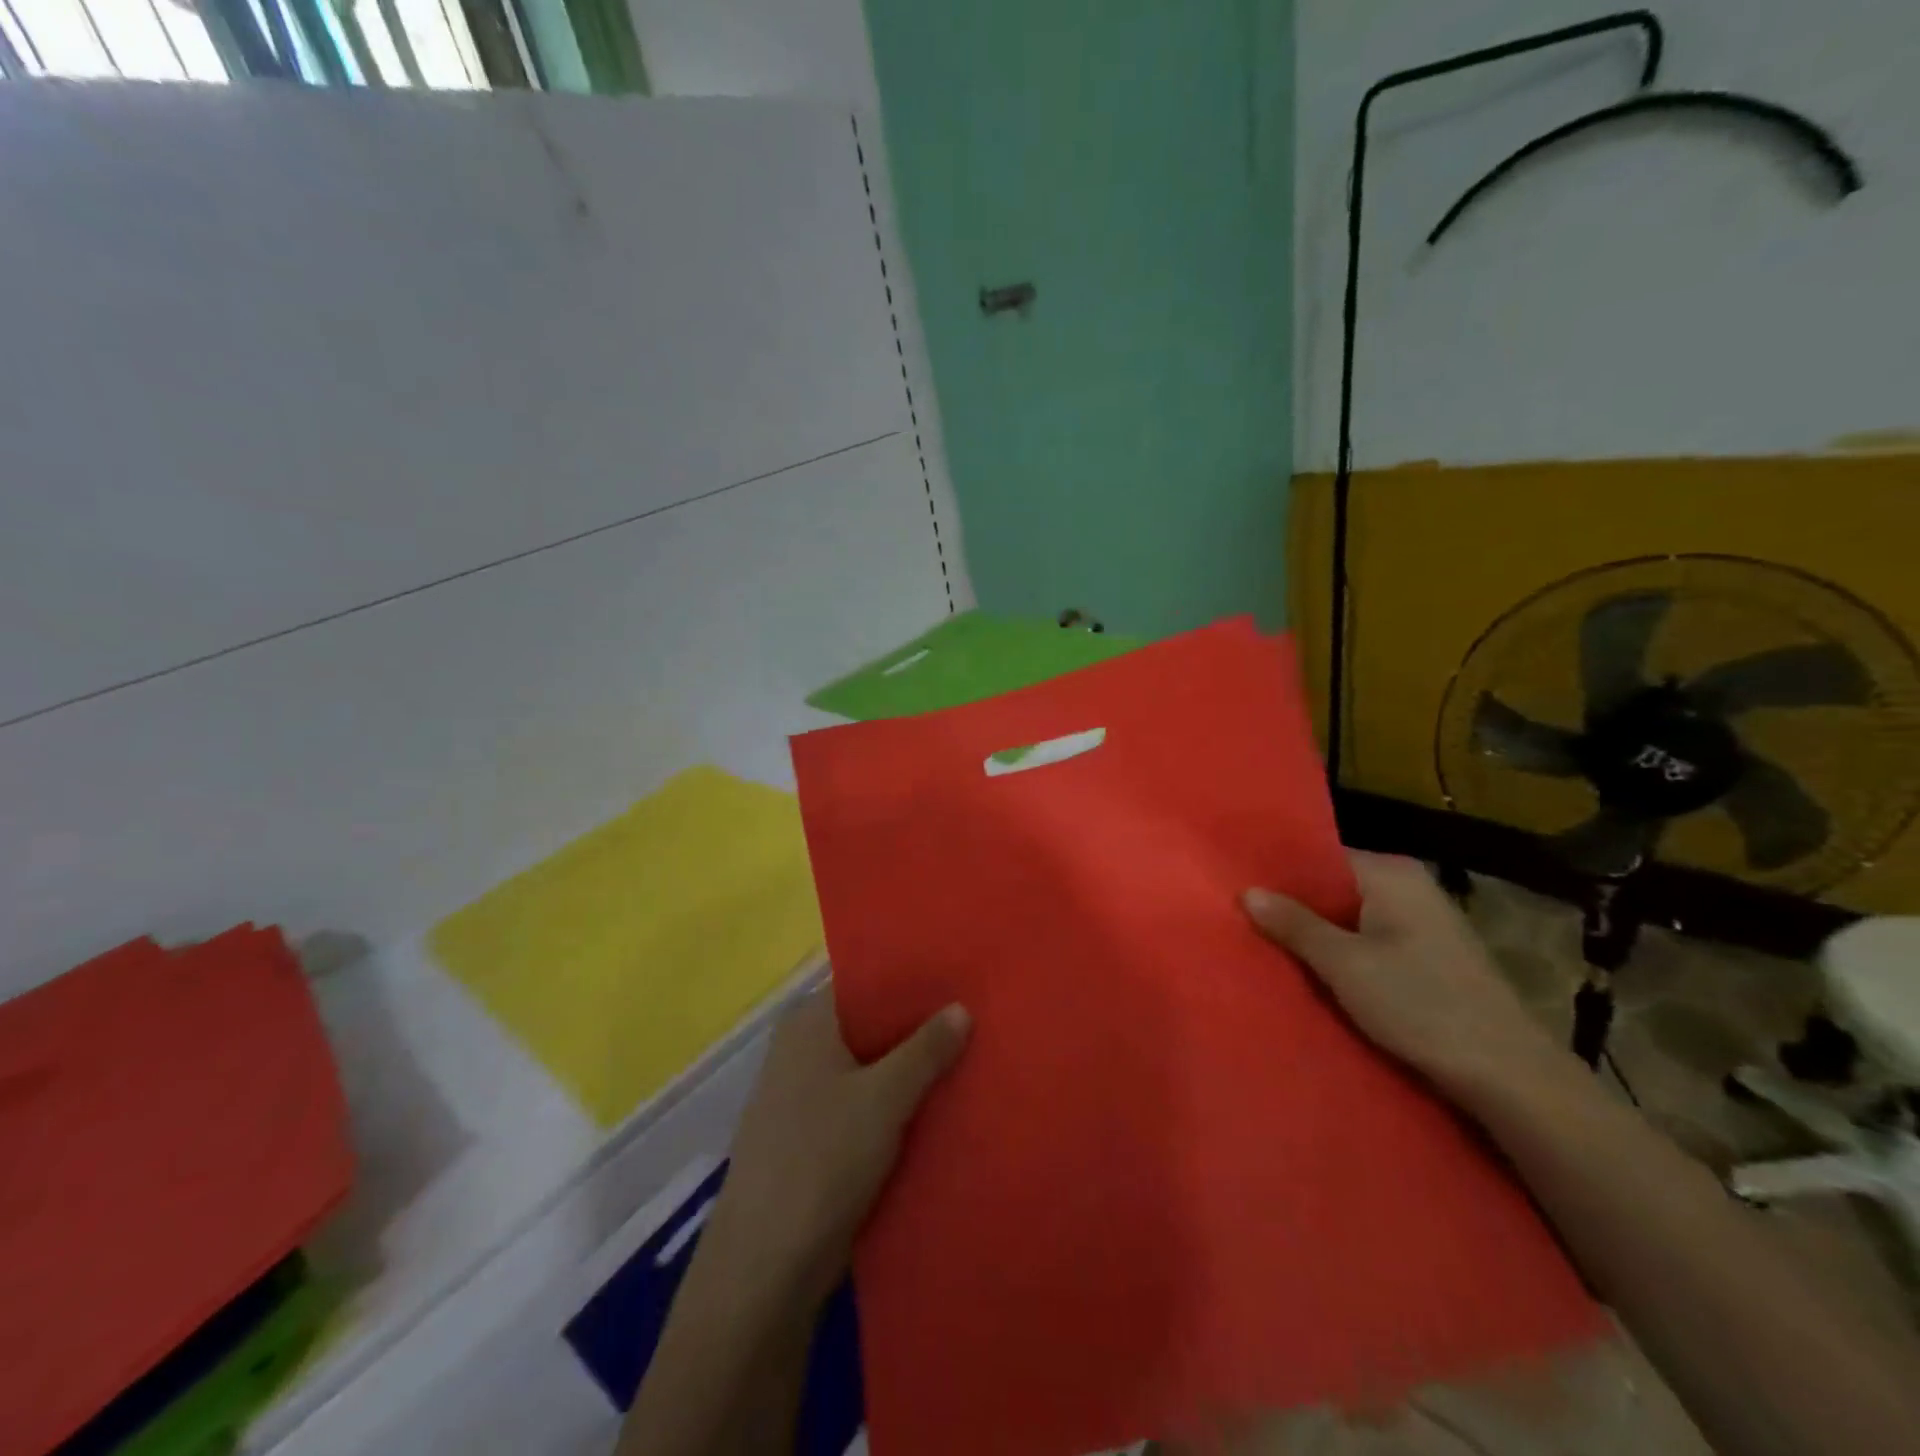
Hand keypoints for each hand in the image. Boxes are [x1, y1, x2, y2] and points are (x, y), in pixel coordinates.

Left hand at [708, 987, 969, 1305]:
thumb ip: (926, 1049)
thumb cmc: (823, 1160)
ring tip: (967, 1059)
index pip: (866, 982)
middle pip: (869, 1024)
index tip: (959, 980)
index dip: (913, 981)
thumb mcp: (885, 1097)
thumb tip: (961, 1007)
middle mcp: (799, 1048)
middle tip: (975, 1020)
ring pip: (868, 1067)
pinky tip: (935, 1109)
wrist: (764, 1269)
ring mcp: (801, 1095)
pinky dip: (892, 1104)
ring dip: (908, 1070)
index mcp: (808, 1021)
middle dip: (918, 1028)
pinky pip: (860, 1104)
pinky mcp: (809, 1138)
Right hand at [1242, 851, 1569, 1101]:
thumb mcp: (1344, 964)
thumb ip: (1294, 924)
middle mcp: (1410, 886)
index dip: (1279, 876)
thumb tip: (1247, 891)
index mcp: (1392, 873)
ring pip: (1352, 917)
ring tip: (1272, 948)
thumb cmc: (1420, 1005)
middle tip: (1246, 923)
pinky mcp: (1432, 955)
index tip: (1240, 892)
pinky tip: (1318, 972)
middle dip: (1295, 908)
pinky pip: (1372, 940)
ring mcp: (1425, 921)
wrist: (1509, 1075)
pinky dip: (1345, 953)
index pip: (1319, 857)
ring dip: (1319, 935)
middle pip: (1335, 887)